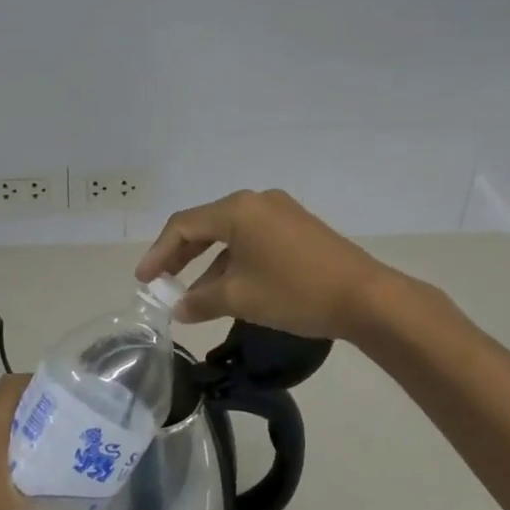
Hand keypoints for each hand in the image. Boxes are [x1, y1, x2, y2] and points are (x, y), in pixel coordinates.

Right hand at [135, 189, 391, 341]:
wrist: (365, 297)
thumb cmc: (295, 292)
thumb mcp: (241, 298)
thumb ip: (202, 301)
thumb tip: (179, 308)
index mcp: (237, 209)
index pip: (184, 225)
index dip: (159, 253)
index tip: (144, 281)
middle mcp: (256, 201)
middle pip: (206, 225)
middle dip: (181, 255)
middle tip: (161, 282)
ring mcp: (280, 212)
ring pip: (231, 234)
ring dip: (210, 263)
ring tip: (194, 296)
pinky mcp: (298, 227)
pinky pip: (253, 239)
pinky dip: (235, 261)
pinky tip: (230, 288)